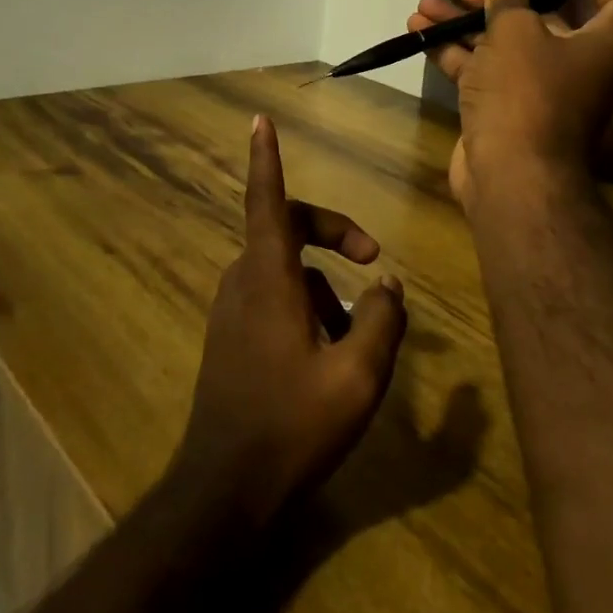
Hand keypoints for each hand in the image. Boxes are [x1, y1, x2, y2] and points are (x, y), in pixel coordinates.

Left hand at [172, 115, 408, 531]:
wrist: (226, 490)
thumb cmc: (293, 426)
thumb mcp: (358, 376)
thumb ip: (381, 321)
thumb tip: (386, 284)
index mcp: (269, 279)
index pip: (268, 201)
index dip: (267, 159)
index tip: (259, 122)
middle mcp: (243, 283)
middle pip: (285, 227)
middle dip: (332, 231)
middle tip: (371, 256)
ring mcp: (232, 310)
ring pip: (282, 266)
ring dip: (323, 280)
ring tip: (359, 326)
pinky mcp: (230, 336)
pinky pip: (271, 294)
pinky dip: (305, 301)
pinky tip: (330, 348)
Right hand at [407, 0, 612, 209]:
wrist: (511, 175)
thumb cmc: (527, 94)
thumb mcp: (518, 36)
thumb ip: (509, 5)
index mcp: (600, 47)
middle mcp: (574, 68)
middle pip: (542, 24)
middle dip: (501, 2)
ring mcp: (536, 93)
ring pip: (501, 48)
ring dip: (464, 25)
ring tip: (425, 7)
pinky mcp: (503, 113)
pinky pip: (480, 73)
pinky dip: (453, 53)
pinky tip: (419, 35)